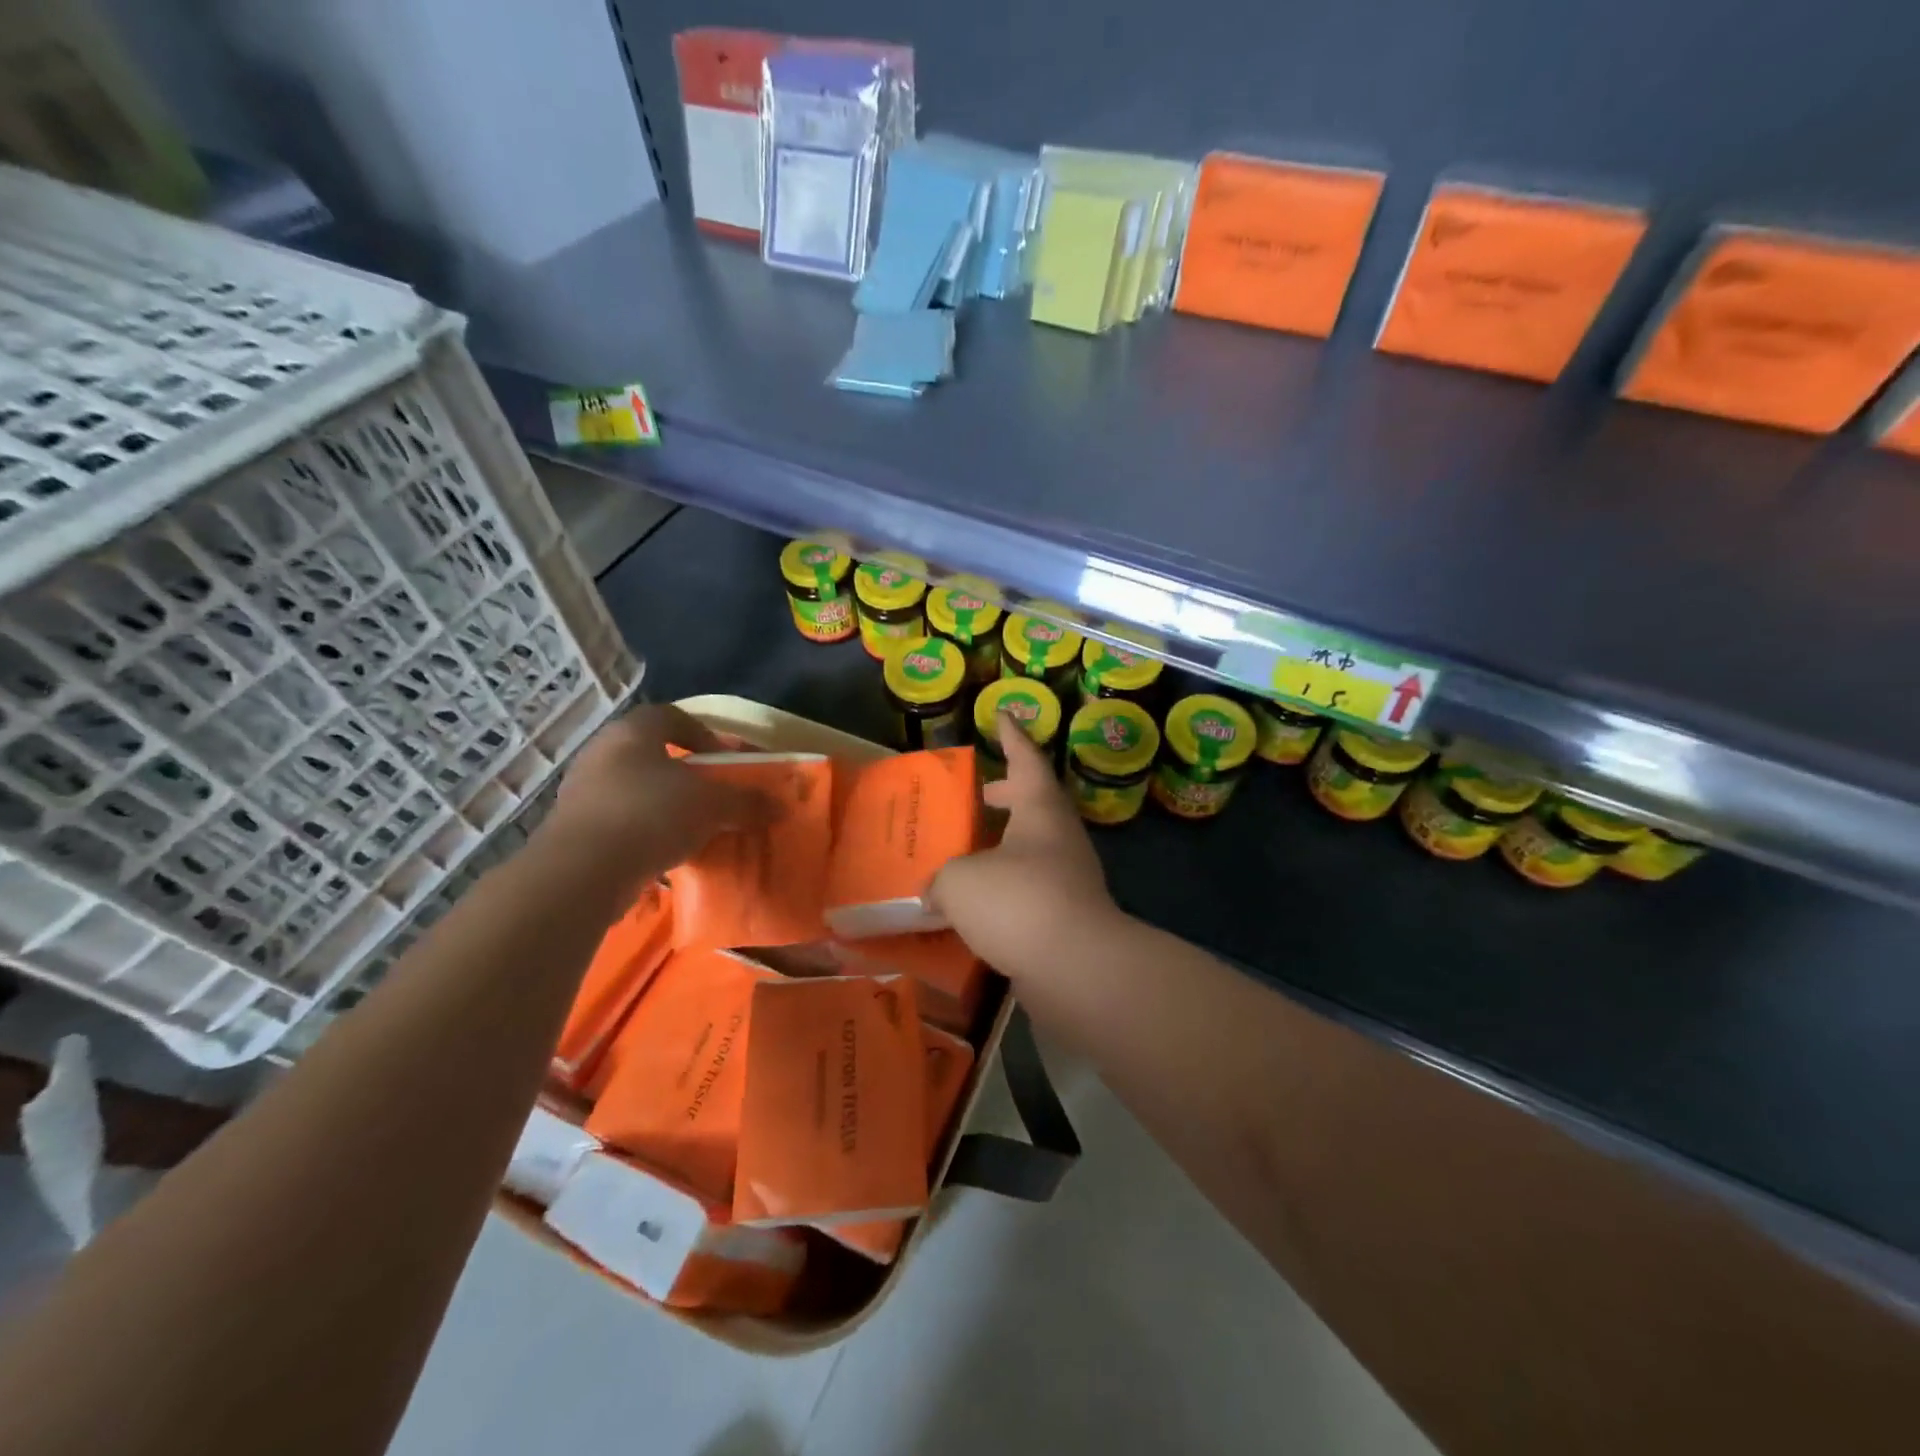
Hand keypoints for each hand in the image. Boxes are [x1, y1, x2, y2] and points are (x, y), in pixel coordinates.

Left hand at [538, 705, 767, 889]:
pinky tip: (664, 851)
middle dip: (684, 773)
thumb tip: (782, 806)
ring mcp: (582, 792)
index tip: (722, 759)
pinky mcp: (574, 830)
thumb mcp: (712, 805)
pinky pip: (619, 821)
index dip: (701, 732)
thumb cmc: (651, 814)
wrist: (583, 872)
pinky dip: (644, 831)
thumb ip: (747, 802)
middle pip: (651, 754)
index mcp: (632, 732)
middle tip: (710, 794)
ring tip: (691, 827)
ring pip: (634, 788)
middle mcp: (601, 753)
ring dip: (663, 804)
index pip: (669, 716)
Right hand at [930, 712, 1125, 978]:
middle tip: (979, 793)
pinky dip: (1004, 888)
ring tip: (965, 853)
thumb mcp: (960, 881)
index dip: (1012, 735)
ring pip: (1031, 849)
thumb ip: (942, 880)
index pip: (1026, 759)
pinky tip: (976, 906)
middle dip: (1006, 795)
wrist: (1076, 968)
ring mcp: (1069, 878)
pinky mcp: (1067, 916)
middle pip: (1033, 804)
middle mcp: (1060, 837)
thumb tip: (935, 893)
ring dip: (1002, 845)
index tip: (1004, 714)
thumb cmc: (1018, 901)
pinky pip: (1030, 889)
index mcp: (1040, 810)